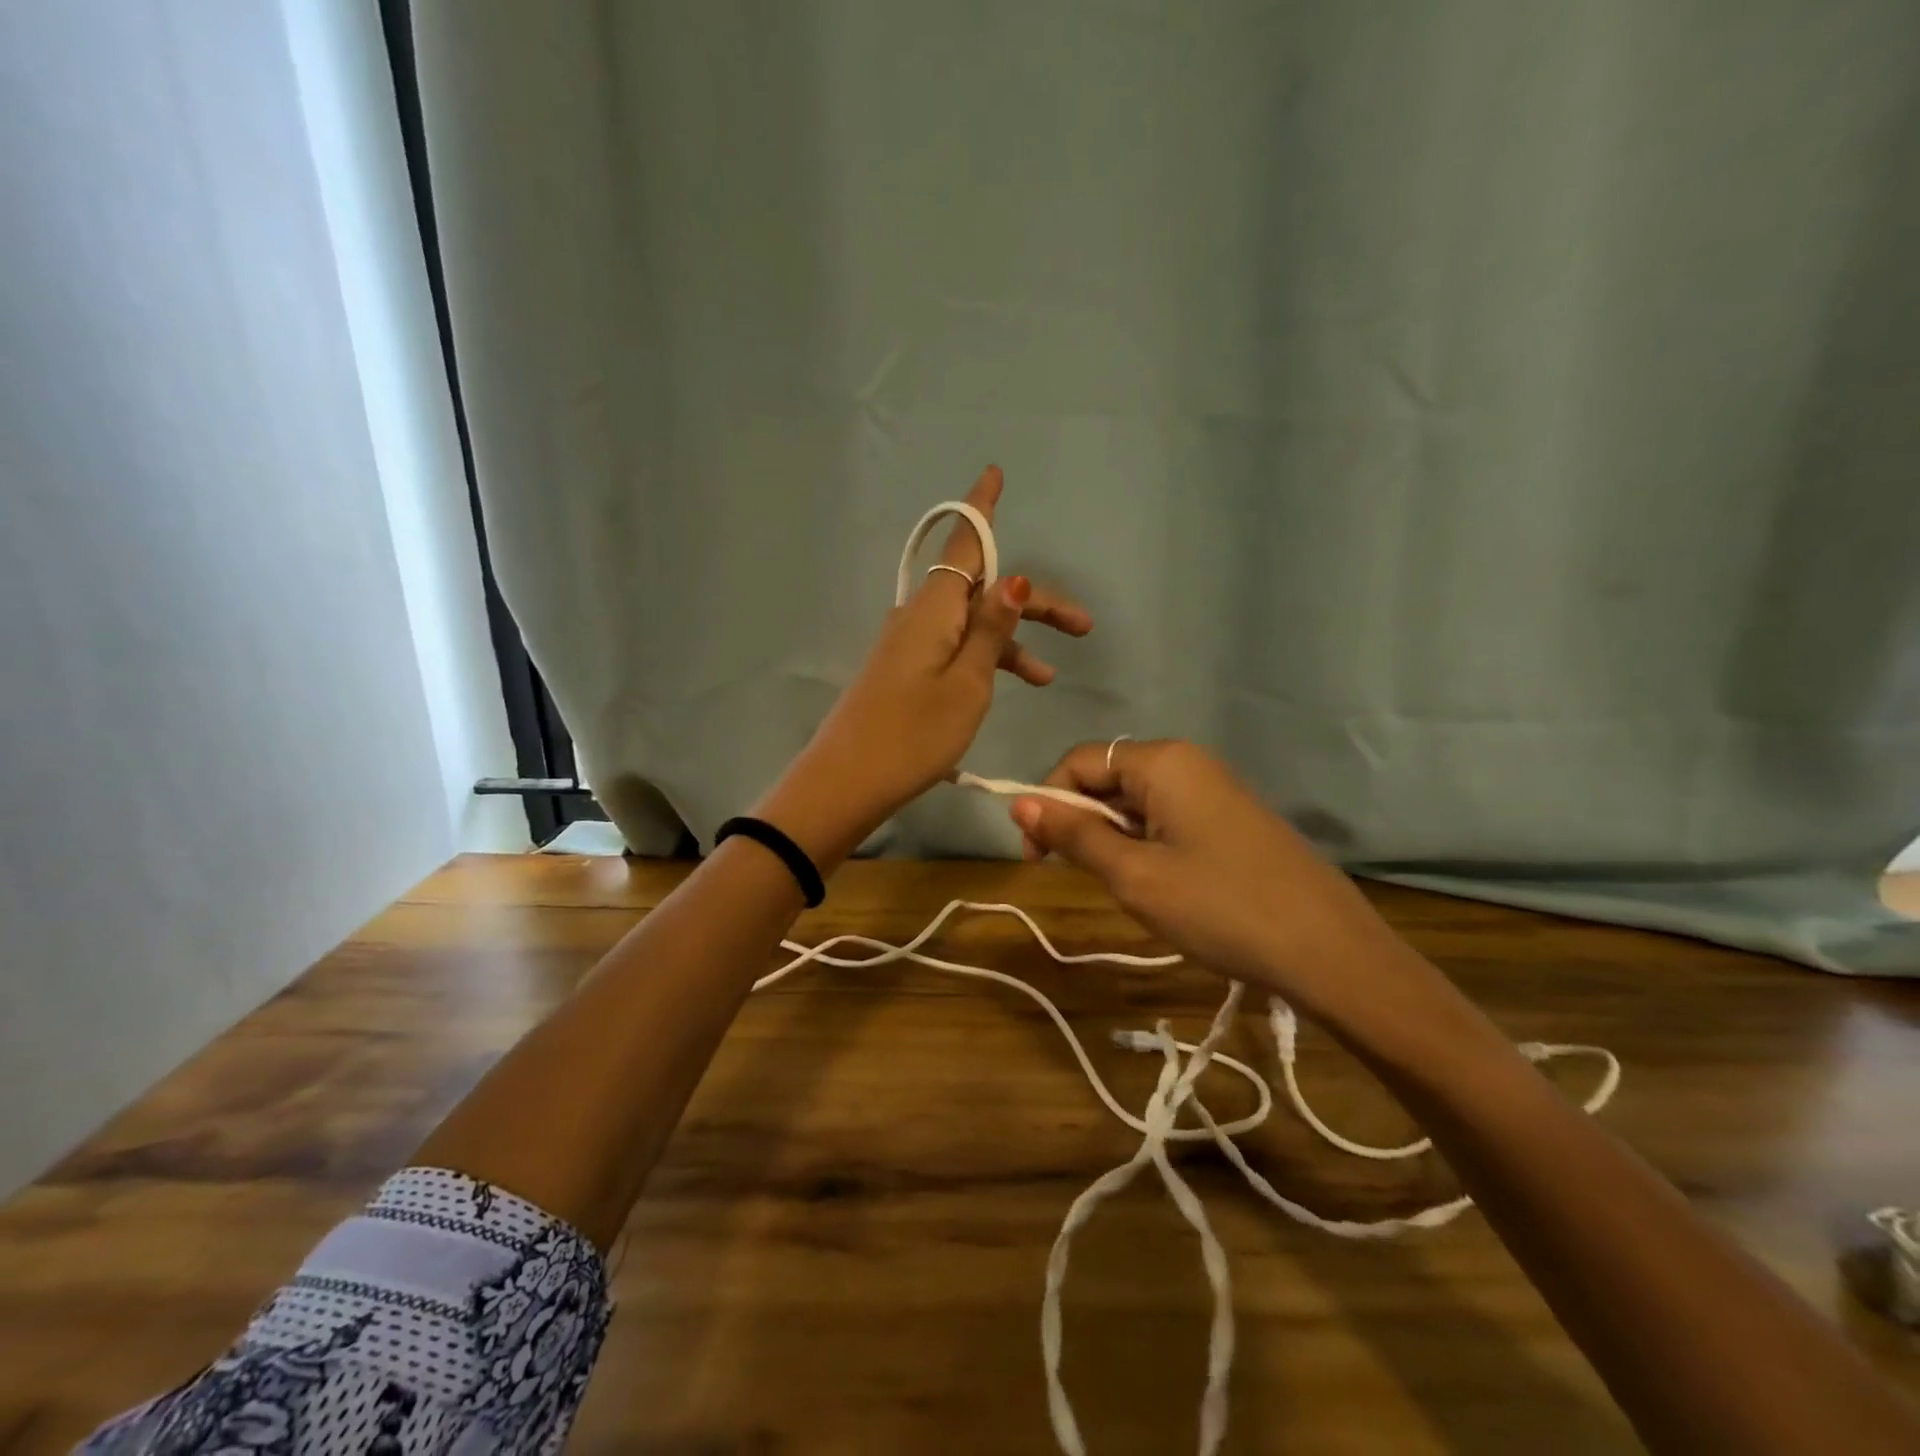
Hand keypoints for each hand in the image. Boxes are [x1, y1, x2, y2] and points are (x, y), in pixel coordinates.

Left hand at [760, 466, 1091, 865]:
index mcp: (934, 608)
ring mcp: (908, 644)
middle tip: (1083, 626)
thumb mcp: (967, 684)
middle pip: (981, 589)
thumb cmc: (912, 734)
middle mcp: (919, 616)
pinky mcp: (903, 671)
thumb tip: (1014, 577)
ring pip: (971, 624)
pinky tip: (1004, 687)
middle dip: (1032, 603)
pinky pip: (954, 649)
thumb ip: (991, 630)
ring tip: (1049, 678)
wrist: (845, 783)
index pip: (965, 544)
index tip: (995, 473)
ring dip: (1011, 642)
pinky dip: (984, 661)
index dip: (982, 509)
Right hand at [1009, 739, 1411, 1018]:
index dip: (1046, 801)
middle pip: (1108, 778)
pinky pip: (1168, 819)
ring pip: (1136, 802)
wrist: (1330, 952)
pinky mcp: (1231, 820)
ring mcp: (1215, 790)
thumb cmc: (1220, 907)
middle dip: (1081, 822)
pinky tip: (1158, 886)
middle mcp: (1188, 762)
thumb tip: (1018, 801)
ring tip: (1124, 888)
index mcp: (1162, 761)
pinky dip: (1145, 845)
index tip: (1036, 857)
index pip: (1078, 761)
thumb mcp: (1134, 874)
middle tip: (1079, 878)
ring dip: (1113, 838)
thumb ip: (1074, 833)